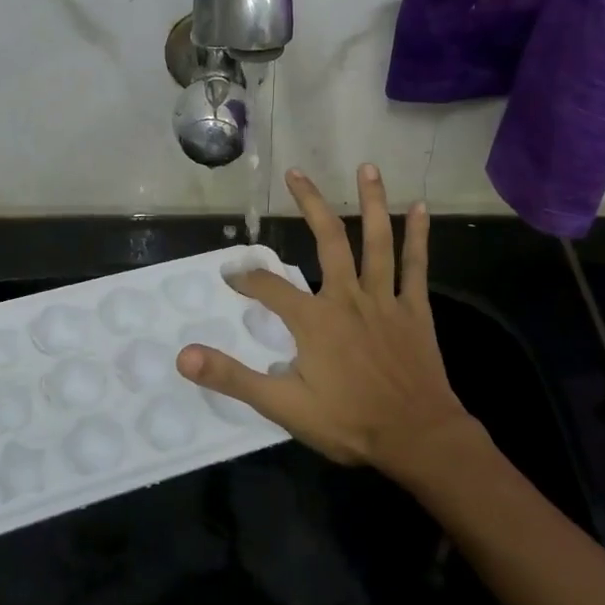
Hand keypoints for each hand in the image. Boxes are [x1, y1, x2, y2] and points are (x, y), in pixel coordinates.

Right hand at [177, 164, 475, 475]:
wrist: (417, 437)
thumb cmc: (349, 422)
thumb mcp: (282, 406)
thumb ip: (232, 377)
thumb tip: (183, 355)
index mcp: (314, 320)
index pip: (269, 288)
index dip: (246, 278)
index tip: (230, 274)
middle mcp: (348, 298)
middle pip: (328, 240)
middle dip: (310, 204)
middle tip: (296, 173)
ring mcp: (384, 300)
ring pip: (376, 242)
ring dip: (370, 202)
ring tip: (366, 167)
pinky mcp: (414, 310)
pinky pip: (415, 266)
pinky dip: (418, 236)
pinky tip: (421, 208)